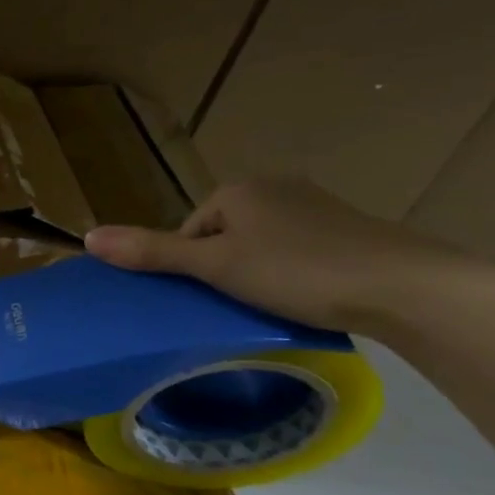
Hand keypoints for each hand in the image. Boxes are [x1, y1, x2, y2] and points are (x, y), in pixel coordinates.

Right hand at [83, 178, 474, 332]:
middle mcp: (274, 188)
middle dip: (223, 269)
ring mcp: (316, 207)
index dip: (190, 266)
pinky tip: (307, 296)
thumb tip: (87, 238)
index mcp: (237, 190)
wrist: (407, 287)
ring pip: (262, 245)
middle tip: (236, 306)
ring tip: (271, 306)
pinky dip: (294, 273)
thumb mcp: (215, 266)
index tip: (208, 297)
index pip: (189, 229)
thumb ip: (152, 252)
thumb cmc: (298, 271)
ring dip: (258, 273)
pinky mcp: (349, 230)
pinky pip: (298, 251)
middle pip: (223, 235)